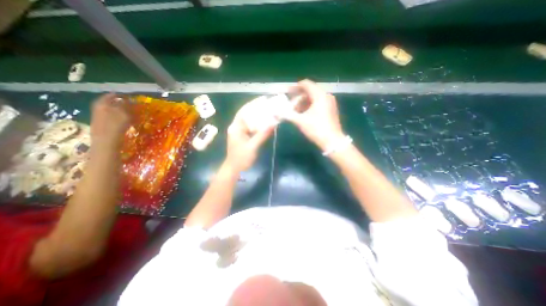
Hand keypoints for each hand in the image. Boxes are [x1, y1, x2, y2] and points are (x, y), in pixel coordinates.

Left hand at [91, 93, 130, 145]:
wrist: (106, 141)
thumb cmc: (116, 126)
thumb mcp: (124, 113)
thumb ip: (127, 105)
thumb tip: (130, 100)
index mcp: (102, 103)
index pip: (112, 95)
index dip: (122, 95)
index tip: (132, 97)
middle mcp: (98, 107)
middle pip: (111, 102)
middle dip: (121, 103)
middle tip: (133, 106)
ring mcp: (98, 116)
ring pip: (111, 110)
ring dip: (121, 111)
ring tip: (131, 114)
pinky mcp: (101, 124)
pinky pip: (112, 117)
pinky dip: (119, 117)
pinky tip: (126, 121)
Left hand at [225, 110, 274, 172]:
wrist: (234, 169)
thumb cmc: (241, 158)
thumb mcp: (253, 146)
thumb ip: (262, 134)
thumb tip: (273, 123)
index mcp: (236, 127)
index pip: (244, 111)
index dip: (253, 104)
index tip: (263, 99)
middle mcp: (236, 127)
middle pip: (246, 114)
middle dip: (256, 109)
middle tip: (268, 104)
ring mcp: (239, 132)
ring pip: (249, 121)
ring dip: (257, 116)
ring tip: (268, 111)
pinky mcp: (242, 137)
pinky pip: (250, 127)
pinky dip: (257, 124)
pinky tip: (264, 123)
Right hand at [284, 79, 341, 150]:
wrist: (332, 142)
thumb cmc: (316, 129)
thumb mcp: (300, 121)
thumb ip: (287, 115)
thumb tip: (276, 112)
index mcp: (320, 95)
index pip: (306, 84)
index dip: (295, 87)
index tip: (286, 92)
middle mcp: (326, 96)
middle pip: (309, 92)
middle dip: (298, 98)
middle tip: (290, 106)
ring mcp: (330, 103)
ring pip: (313, 98)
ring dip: (303, 103)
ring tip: (295, 112)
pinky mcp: (331, 110)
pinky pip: (318, 103)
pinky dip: (309, 107)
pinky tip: (303, 115)